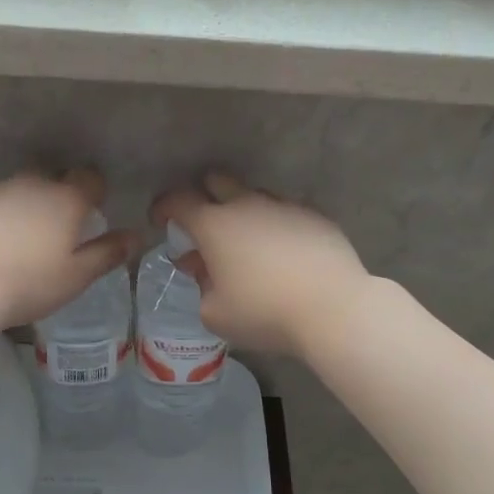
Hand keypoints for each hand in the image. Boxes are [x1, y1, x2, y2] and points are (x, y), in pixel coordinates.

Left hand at [0, 170, 136, 329]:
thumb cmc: (29, 282)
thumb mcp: (76, 276)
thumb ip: (108, 253)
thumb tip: (135, 236)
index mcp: (65, 199)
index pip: (90, 178)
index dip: (95, 191)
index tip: (93, 211)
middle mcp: (32, 184)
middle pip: (53, 177)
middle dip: (59, 193)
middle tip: (58, 227)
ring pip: (19, 188)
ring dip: (26, 204)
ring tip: (21, 238)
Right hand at [150, 172, 371, 356]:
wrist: (333, 308)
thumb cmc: (263, 312)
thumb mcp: (215, 313)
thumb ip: (201, 289)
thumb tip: (205, 273)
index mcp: (214, 225)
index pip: (178, 201)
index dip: (163, 207)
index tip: (160, 220)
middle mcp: (247, 205)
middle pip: (217, 181)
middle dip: (203, 195)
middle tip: (203, 223)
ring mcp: (285, 207)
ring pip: (254, 195)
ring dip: (242, 211)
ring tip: (246, 244)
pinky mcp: (315, 217)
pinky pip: (285, 213)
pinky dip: (275, 226)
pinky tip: (282, 254)